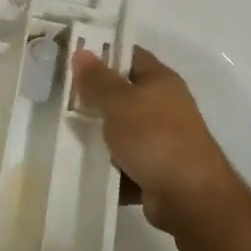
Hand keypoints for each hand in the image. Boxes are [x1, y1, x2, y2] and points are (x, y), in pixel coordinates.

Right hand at [71, 45, 244, 232]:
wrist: (191, 198)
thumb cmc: (155, 139)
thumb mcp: (119, 103)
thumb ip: (97, 80)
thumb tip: (80, 52)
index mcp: (160, 81)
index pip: (128, 54)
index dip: (101, 53)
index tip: (70, 58)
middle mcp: (163, 106)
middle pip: (121, 93)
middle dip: (92, 97)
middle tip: (59, 97)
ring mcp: (160, 139)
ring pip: (119, 130)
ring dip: (96, 135)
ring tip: (62, 132)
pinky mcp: (154, 169)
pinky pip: (123, 161)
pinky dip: (106, 165)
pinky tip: (81, 165)